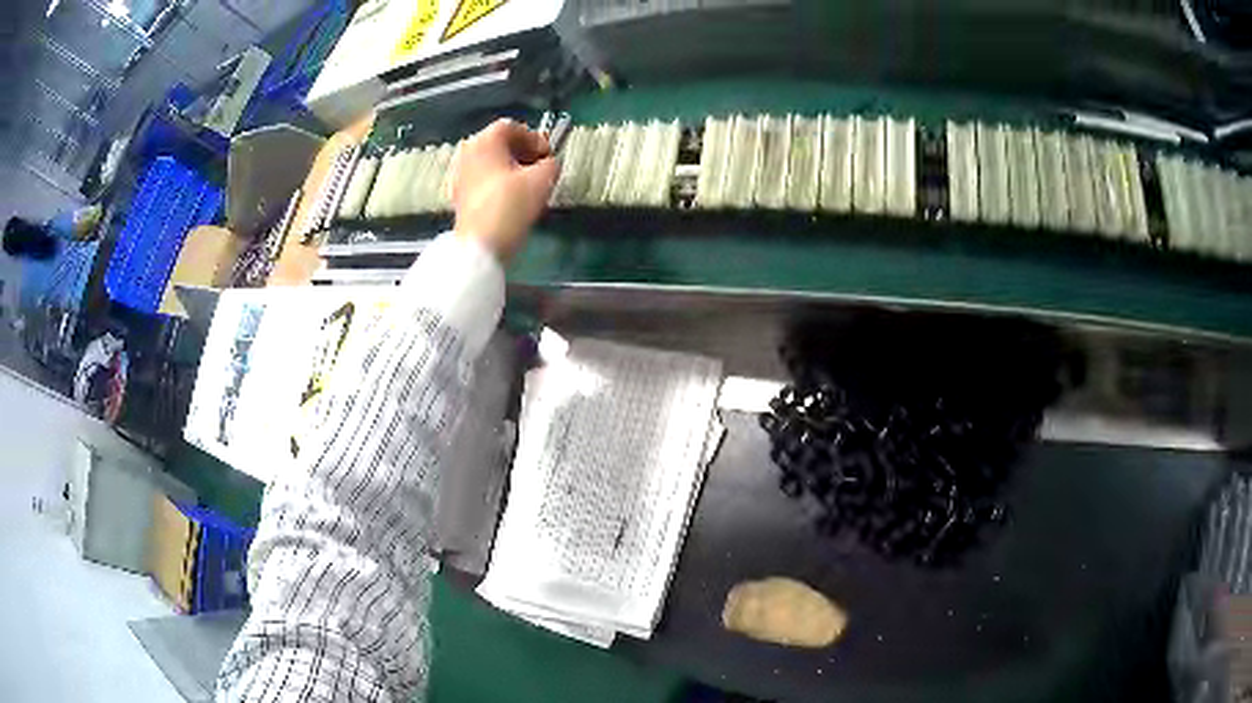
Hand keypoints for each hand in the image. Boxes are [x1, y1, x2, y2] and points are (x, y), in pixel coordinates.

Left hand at [449, 118, 558, 261]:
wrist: (480, 246)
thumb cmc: (510, 205)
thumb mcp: (543, 180)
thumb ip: (551, 164)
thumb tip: (548, 164)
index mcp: (485, 141)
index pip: (513, 127)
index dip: (535, 138)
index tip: (548, 157)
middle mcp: (468, 152)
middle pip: (499, 143)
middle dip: (523, 153)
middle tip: (541, 170)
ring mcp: (460, 174)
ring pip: (491, 162)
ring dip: (511, 169)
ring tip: (528, 186)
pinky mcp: (459, 195)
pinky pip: (483, 179)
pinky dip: (499, 182)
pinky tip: (511, 200)